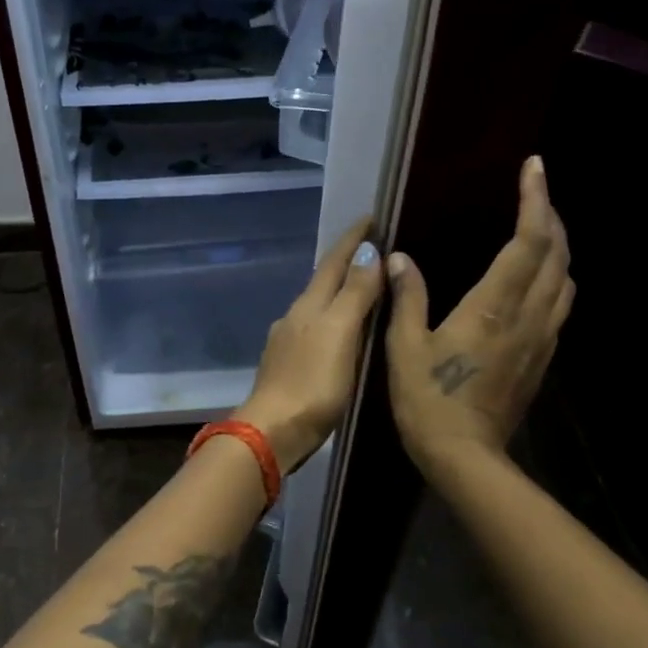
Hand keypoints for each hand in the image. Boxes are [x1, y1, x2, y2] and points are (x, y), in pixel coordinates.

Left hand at [236, 218, 385, 473]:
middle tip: (374, 245)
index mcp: (309, 305)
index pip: (333, 261)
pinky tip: (342, 332)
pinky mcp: (289, 366)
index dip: (352, 238)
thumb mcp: (340, 334)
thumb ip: (354, 293)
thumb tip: (367, 251)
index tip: (371, 216)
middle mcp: (295, 316)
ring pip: (319, 305)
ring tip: (365, 285)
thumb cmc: (313, 382)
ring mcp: (289, 341)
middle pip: (324, 280)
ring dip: (341, 290)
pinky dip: (334, 319)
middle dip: (347, 260)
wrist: (273, 431)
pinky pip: (317, 330)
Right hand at [384, 156, 573, 474]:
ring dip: (559, 246)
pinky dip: (555, 276)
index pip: (528, 242)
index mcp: (493, 307)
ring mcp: (541, 339)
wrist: (466, 457)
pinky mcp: (541, 358)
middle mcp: (527, 316)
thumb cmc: (428, 400)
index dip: (534, 200)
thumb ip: (407, 298)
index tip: (533, 167)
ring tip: (539, 228)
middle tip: (534, 190)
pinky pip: (559, 304)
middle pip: (557, 254)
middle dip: (550, 215)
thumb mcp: (405, 347)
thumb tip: (398, 259)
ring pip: (566, 280)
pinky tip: (535, 279)